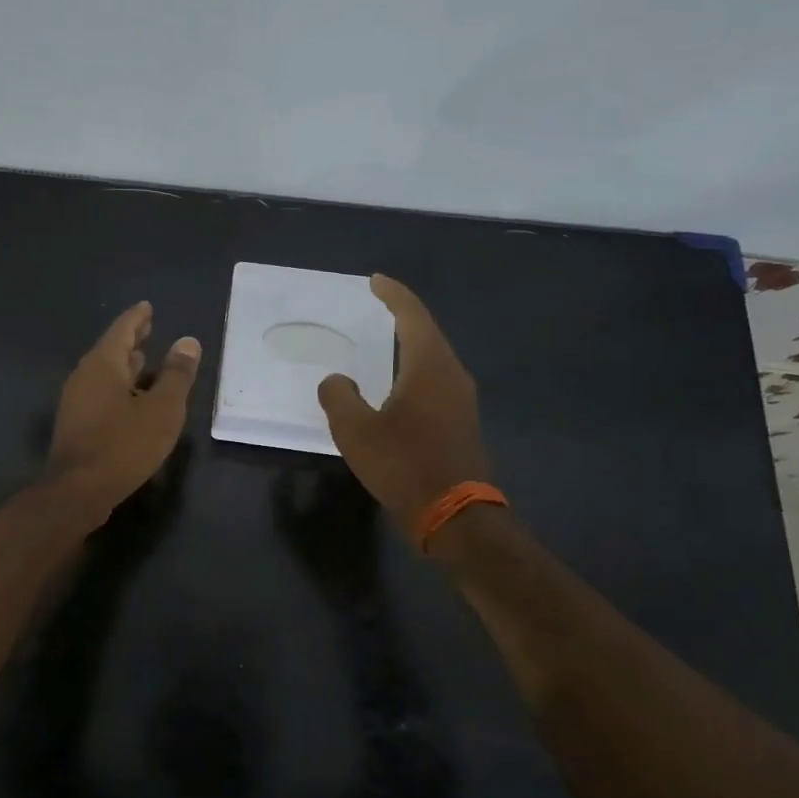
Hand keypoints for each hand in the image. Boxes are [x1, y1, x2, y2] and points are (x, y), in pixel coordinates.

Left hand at [48, 301, 201, 516]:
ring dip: (124, 364)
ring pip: (104, 372)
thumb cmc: (123, 444)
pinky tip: (131, 398)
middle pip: (110, 349)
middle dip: (130, 338)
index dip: (137, 318)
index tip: (147, 307)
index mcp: (103, 364)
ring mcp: (76, 400)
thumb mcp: (162, 409)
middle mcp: (85, 375)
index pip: (122, 329)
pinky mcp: (76, 423)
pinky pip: (100, 392)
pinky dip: (118, 385)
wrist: (78, 490)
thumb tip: (187, 342)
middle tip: (148, 327)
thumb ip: (176, 375)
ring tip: (143, 359)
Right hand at [317, 275, 488, 547]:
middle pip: (428, 332)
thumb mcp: (356, 431)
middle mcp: (451, 374)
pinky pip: (436, 379)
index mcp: (428, 366)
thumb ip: (339, 397)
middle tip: (377, 305)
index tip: (375, 281)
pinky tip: (399, 382)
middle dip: (403, 315)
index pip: (412, 316)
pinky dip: (415, 367)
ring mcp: (462, 399)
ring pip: (434, 357)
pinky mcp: (462, 421)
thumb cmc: (404, 465)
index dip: (393, 295)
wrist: (455, 516)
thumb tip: (337, 381)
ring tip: (384, 339)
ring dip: (410, 343)